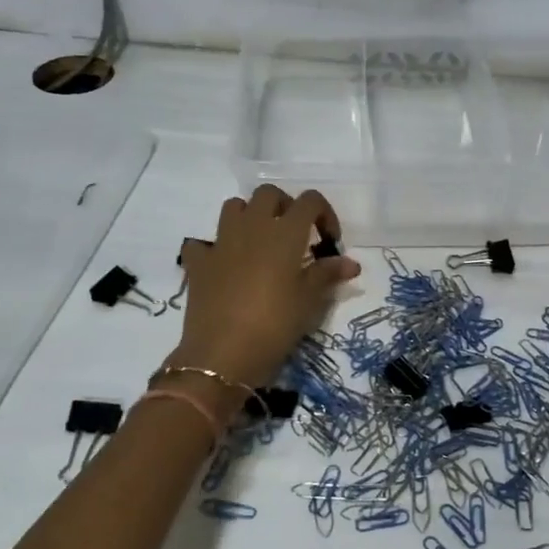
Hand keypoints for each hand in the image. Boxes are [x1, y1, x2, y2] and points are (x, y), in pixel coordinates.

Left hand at [169, 186, 360, 391]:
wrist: (223, 354)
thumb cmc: (275, 324)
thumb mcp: (309, 301)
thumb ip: (328, 274)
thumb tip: (351, 263)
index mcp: (285, 233)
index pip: (310, 201)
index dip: (324, 214)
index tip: (328, 242)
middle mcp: (252, 227)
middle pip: (269, 194)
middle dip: (285, 207)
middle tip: (295, 236)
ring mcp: (221, 242)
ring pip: (234, 207)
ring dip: (249, 216)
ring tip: (260, 243)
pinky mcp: (198, 263)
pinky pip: (203, 243)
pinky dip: (213, 249)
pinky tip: (223, 267)